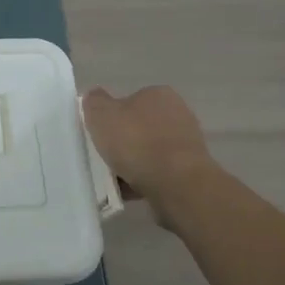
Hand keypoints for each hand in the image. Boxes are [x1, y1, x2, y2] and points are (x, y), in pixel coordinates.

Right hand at [81, 85, 214, 206]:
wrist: (176, 184)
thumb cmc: (136, 142)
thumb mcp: (102, 115)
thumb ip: (94, 102)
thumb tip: (94, 96)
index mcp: (158, 94)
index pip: (130, 100)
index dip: (112, 116)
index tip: (100, 134)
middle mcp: (178, 114)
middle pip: (140, 127)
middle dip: (123, 142)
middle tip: (104, 156)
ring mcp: (186, 143)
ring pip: (149, 152)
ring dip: (132, 163)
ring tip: (114, 178)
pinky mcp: (189, 170)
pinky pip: (158, 173)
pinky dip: (143, 180)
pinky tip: (128, 190)